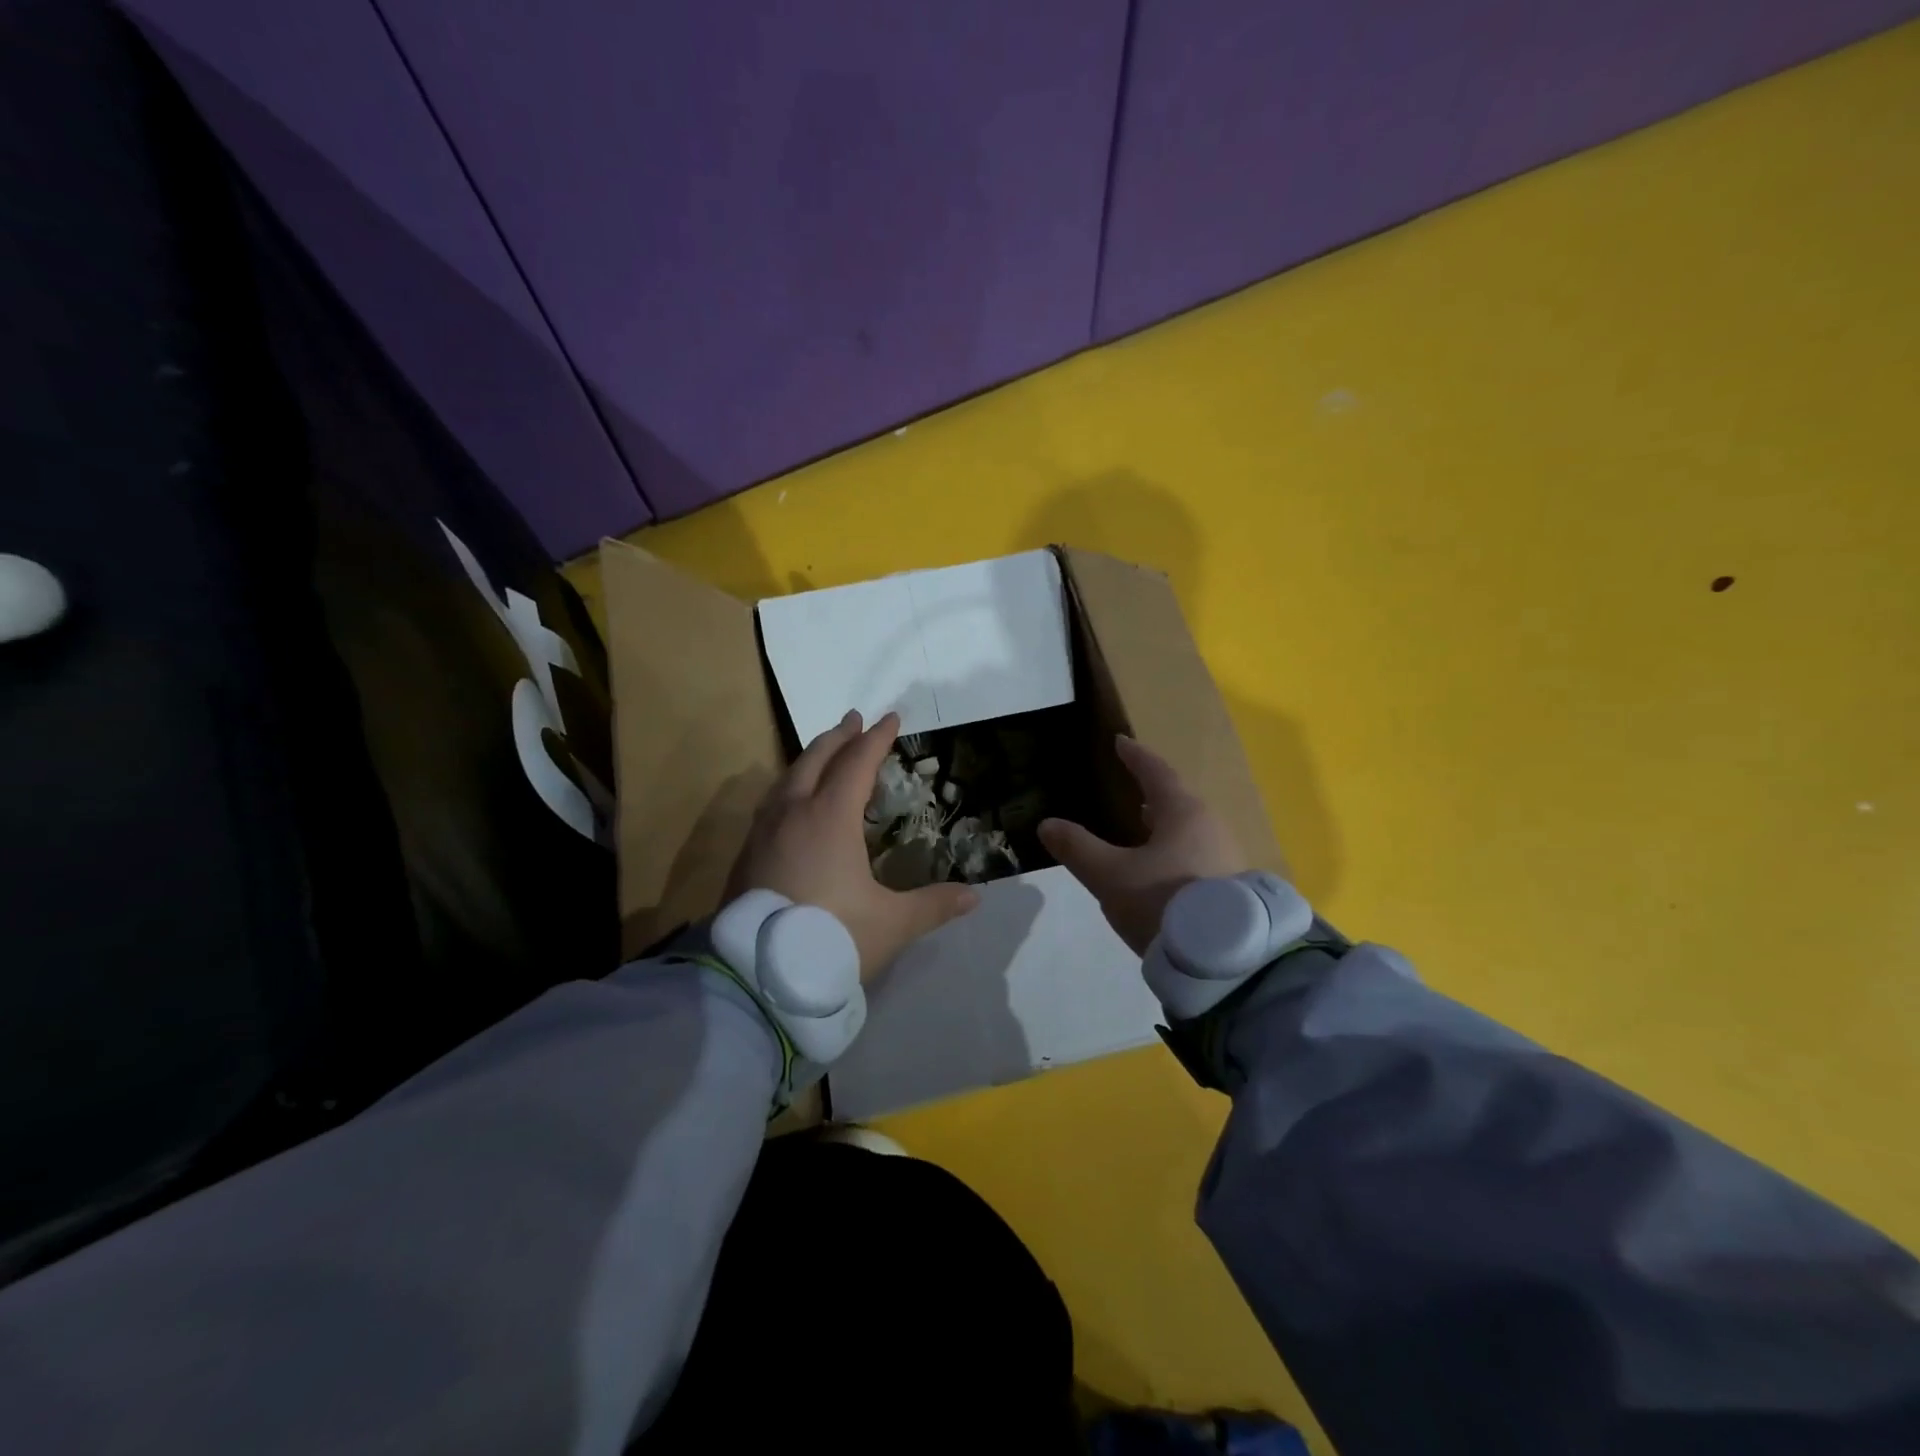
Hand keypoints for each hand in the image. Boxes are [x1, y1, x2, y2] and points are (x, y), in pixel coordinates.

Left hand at [726, 710, 978, 980]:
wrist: (756, 976)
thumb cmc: (831, 939)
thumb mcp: (891, 924)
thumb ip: (933, 905)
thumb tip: (974, 897)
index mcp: (829, 818)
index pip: (857, 764)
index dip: (876, 739)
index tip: (891, 718)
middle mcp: (793, 813)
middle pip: (816, 759)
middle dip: (839, 736)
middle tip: (855, 720)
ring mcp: (764, 832)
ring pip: (788, 778)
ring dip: (811, 758)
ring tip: (824, 752)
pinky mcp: (746, 854)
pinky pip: (772, 803)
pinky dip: (790, 787)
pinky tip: (793, 803)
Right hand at [1038, 736, 1247, 955]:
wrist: (1224, 960)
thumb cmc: (1164, 901)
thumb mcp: (1110, 876)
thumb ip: (1078, 848)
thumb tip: (1047, 824)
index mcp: (1183, 813)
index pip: (1156, 772)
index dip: (1135, 756)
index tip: (1121, 742)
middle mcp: (1210, 827)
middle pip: (1177, 801)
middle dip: (1152, 794)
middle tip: (1131, 790)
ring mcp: (1226, 858)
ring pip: (1189, 830)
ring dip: (1165, 825)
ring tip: (1142, 830)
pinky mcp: (1231, 888)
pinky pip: (1196, 855)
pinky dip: (1175, 851)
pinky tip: (1161, 870)